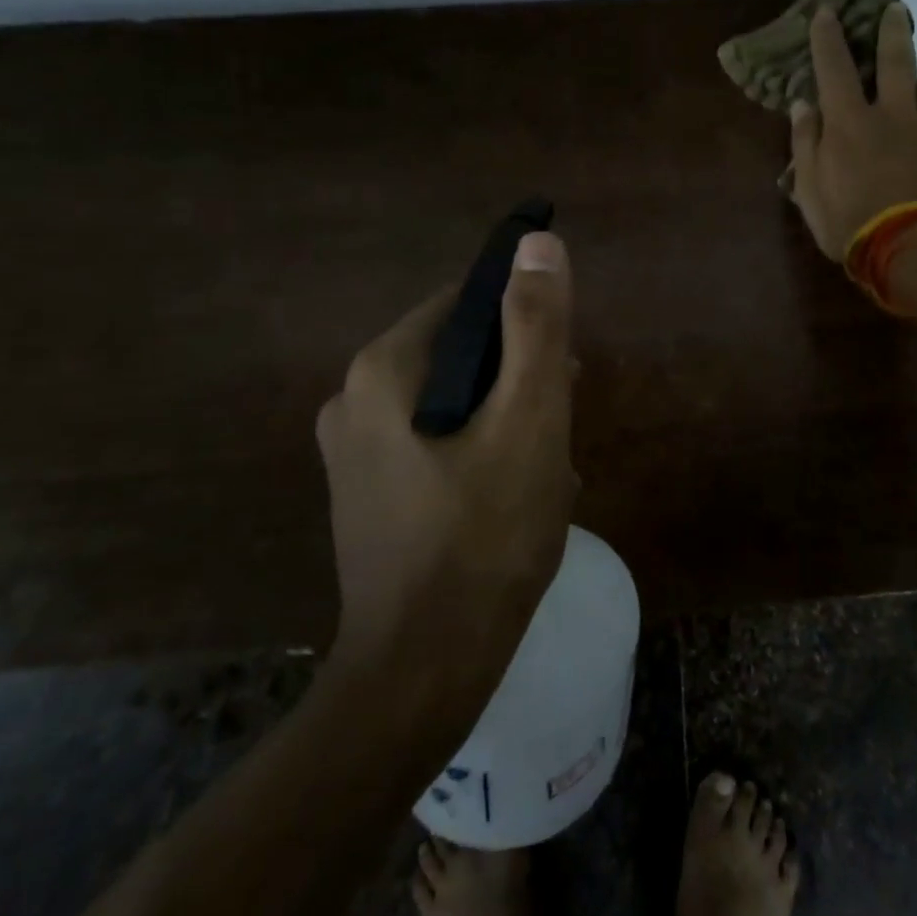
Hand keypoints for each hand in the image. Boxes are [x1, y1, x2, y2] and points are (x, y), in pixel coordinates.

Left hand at [315, 232, 577, 690]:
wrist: (424, 673)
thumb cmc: (485, 535)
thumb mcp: (528, 418)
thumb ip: (535, 326)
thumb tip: (536, 242)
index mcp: (383, 369)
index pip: (466, 306)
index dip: (524, 329)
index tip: (563, 375)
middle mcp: (353, 400)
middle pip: (462, 357)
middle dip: (519, 385)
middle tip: (558, 432)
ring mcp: (355, 453)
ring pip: (456, 405)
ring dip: (508, 424)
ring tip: (547, 474)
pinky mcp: (369, 495)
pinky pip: (439, 446)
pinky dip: (481, 456)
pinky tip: (515, 499)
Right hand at [789, 3, 916, 259]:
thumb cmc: (851, 223)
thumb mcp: (810, 190)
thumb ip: (806, 144)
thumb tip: (803, 106)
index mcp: (851, 122)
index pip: (835, 67)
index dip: (827, 38)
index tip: (826, 11)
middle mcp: (895, 116)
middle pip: (897, 61)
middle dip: (892, 31)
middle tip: (895, 9)